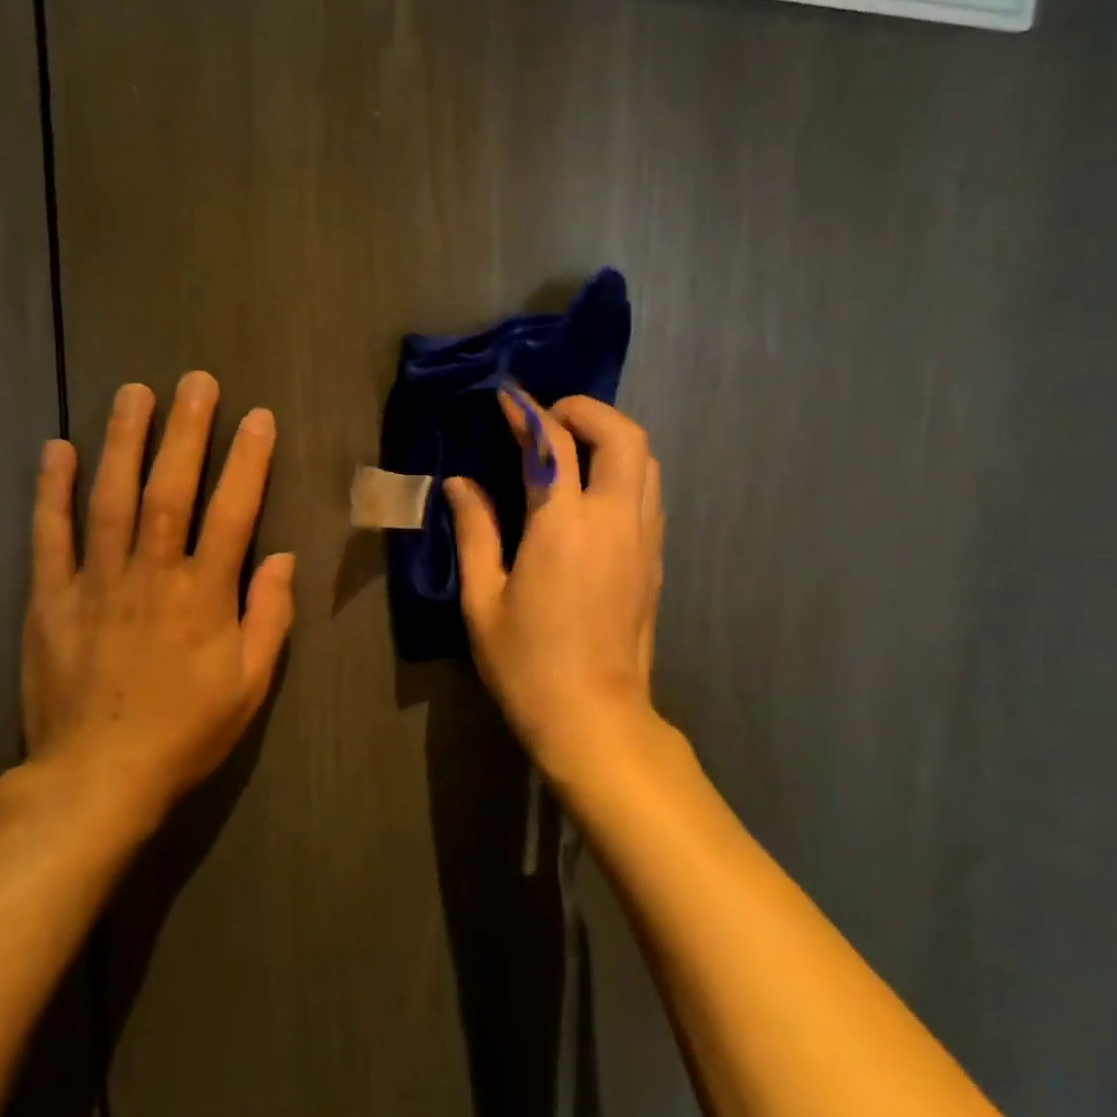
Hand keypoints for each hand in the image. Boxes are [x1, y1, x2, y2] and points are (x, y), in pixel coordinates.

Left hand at [19, 371, 294, 829]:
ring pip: (109, 499)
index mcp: (203, 595)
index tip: (257, 418)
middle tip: (195, 382)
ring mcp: (95, 582)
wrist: (96, 779)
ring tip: (133, 394)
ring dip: (123, 441)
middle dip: (186, 431)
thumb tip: (282, 557)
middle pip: (169, 490)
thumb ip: (270, 616)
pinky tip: (57, 449)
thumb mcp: (250, 684)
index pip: (232, 513)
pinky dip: (52, 491)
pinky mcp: (50, 599)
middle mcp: (151, 575)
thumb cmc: (186, 731)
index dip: (247, 462)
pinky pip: (49, 536)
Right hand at [444, 391, 665, 787]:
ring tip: (571, 447)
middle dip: (586, 410)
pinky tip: (592, 490)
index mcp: (563, 527)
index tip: (508, 397)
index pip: (552, 445)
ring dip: (610, 437)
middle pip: (622, 435)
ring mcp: (643, 539)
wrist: (594, 719)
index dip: (528, 412)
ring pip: (645, 460)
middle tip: (548, 418)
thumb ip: (475, 532)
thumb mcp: (483, 600)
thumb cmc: (527, 664)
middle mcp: (613, 521)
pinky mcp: (656, 560)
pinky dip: (624, 469)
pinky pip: (648, 492)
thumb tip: (460, 484)